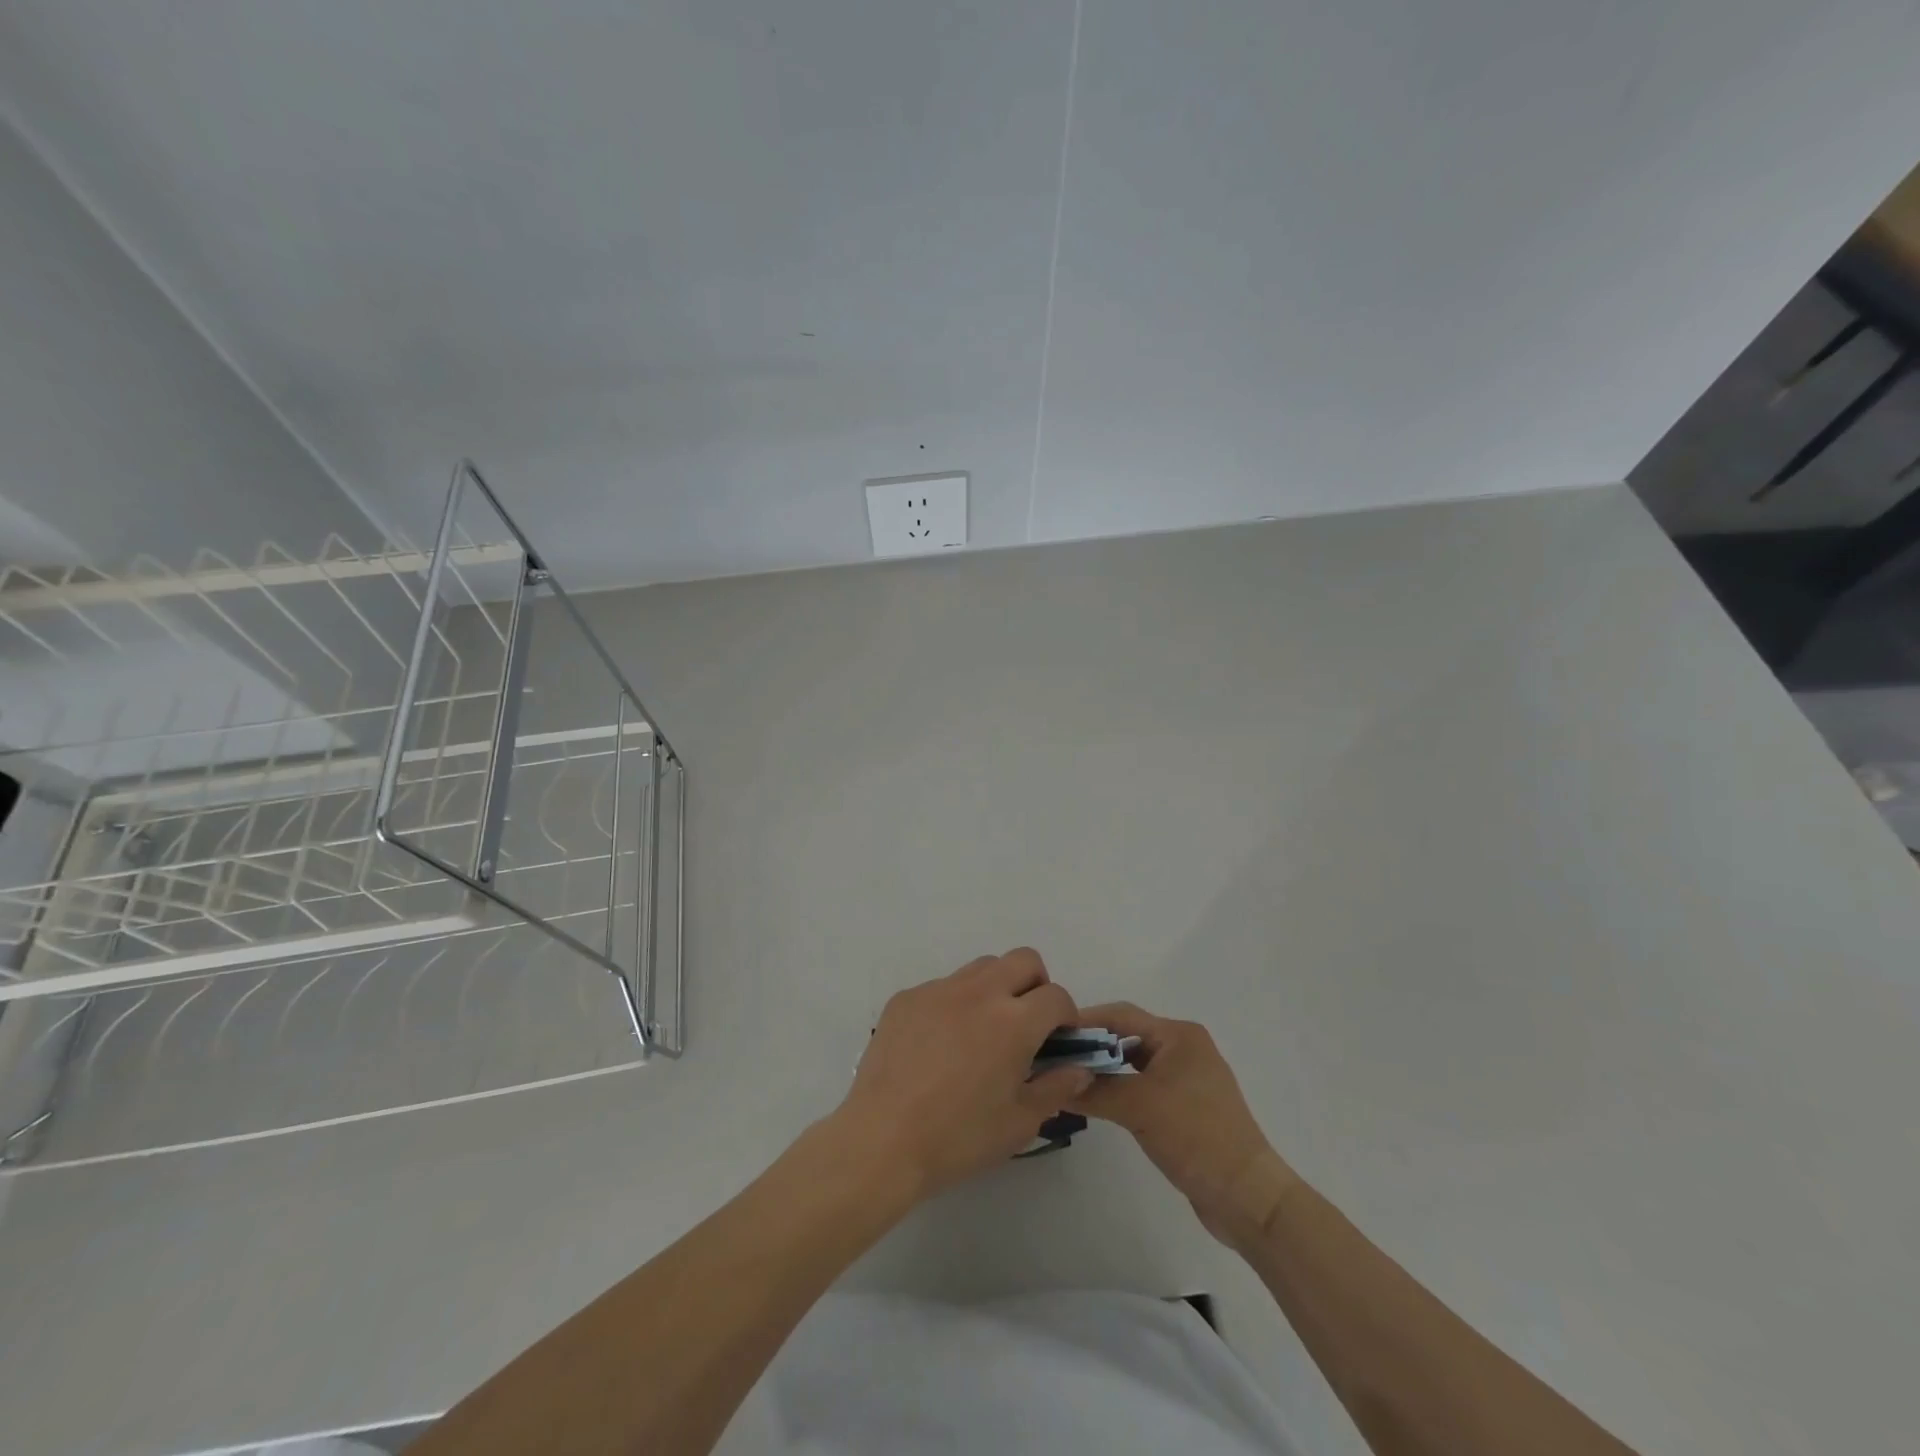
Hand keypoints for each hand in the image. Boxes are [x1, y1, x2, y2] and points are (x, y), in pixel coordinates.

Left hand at [829, 949, 1094, 1202]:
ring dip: (996, 988)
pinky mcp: (907, 997)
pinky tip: (941, 1044)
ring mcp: (938, 989)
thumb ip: (1056, 1088)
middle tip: (1027, 1024)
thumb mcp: (1020, 1123)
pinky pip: (943, 986)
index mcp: (1013, 1021)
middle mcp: (979, 992)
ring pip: (982, 967)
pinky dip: (954, 1004)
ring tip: (984, 1030)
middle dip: (1036, 985)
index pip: (1056, 996)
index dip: (1066, 1016)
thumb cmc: (959, 1137)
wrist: (882, 1140)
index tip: (1059, 1040)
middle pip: (1023, 960)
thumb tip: (1079, 1067)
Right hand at [1069, 1003, 1298, 1247]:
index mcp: (1179, 1035)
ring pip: (1134, 1065)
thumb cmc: (1195, 1135)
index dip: (1085, 1022)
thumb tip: (1051, 1082)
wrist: (1247, 1197)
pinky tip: (1097, 1103)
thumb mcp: (1138, 1107)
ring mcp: (1187, 1080)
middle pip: (1127, 1038)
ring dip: (1105, 1071)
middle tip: (1054, 1058)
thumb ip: (1093, 1089)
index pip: (1121, 1015)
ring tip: (1069, 1080)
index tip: (1050, 1033)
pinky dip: (1120, 1091)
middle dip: (1092, 1047)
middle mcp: (1184, 1049)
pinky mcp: (1187, 1108)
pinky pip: (1144, 1088)